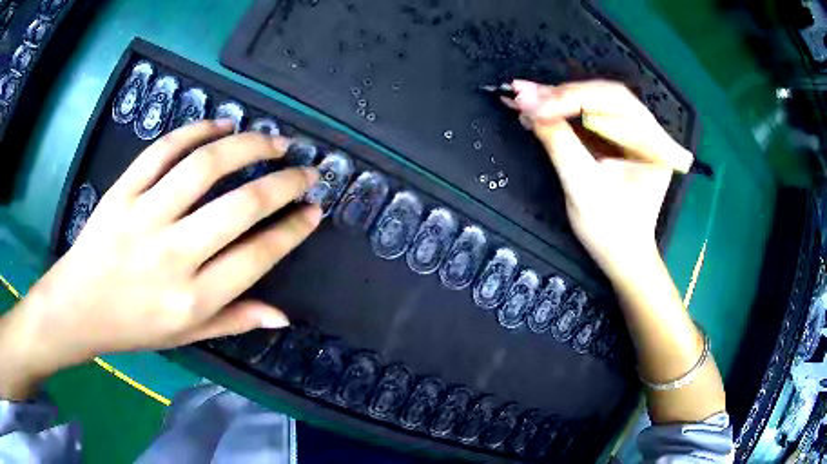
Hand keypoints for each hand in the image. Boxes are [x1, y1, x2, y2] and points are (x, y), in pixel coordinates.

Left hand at [0, 120, 319, 398]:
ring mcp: (144, 216)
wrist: (78, 306)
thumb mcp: (186, 337)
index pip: (257, 256)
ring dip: (247, 145)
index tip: (313, 210)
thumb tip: (282, 315)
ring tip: (273, 140)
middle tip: (308, 170)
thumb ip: (234, 321)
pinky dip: (196, 130)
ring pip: (204, 166)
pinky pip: (163, 149)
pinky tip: (220, 125)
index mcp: (192, 298)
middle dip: (284, 182)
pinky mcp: (122, 191)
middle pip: (240, 206)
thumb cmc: (133, 327)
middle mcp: (172, 255)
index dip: (292, 229)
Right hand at [508, 80, 693, 280]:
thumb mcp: (583, 189)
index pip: (613, 103)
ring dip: (556, 98)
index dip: (570, 98)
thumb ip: (560, 144)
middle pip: (604, 95)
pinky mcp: (617, 137)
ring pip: (593, 100)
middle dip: (562, 94)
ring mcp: (633, 132)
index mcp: (654, 145)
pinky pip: (588, 114)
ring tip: (522, 97)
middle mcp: (649, 131)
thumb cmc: (610, 231)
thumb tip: (528, 105)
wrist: (621, 255)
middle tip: (521, 94)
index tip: (531, 102)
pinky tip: (536, 106)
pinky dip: (560, 110)